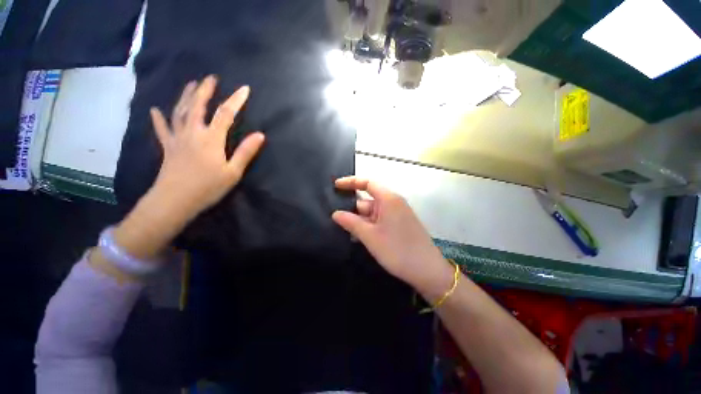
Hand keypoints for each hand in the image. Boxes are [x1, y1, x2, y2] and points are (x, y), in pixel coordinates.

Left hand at [110, 76, 263, 260]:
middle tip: (211, 78)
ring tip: (190, 85)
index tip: (244, 89)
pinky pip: (162, 130)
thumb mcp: (233, 172)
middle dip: (205, 91)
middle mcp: (193, 133)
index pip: (226, 114)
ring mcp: (178, 139)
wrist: (175, 200)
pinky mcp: (168, 147)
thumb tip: (260, 135)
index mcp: (211, 139)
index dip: (236, 100)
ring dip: (186, 96)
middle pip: (198, 106)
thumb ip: (245, 152)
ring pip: (180, 112)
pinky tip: (155, 109)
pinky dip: (159, 119)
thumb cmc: (208, 187)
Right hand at [331, 176, 452, 295]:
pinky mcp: (398, 225)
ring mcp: (397, 214)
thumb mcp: (370, 236)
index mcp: (388, 199)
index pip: (367, 183)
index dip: (350, 182)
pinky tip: (358, 236)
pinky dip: (368, 226)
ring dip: (359, 220)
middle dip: (352, 209)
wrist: (428, 271)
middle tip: (334, 219)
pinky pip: (379, 221)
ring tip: (343, 230)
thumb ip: (351, 222)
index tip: (335, 186)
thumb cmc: (397, 250)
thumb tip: (335, 214)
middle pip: (368, 200)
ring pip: (372, 212)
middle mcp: (393, 203)